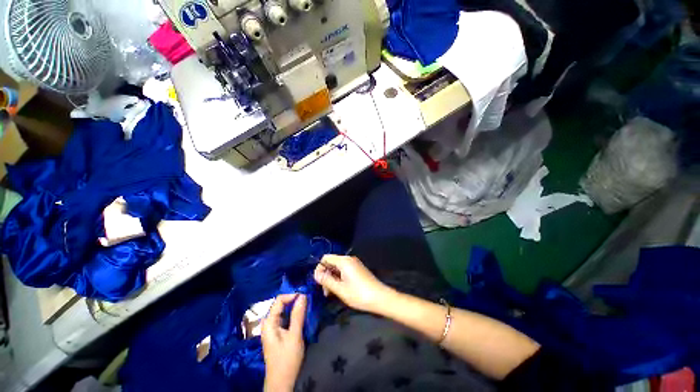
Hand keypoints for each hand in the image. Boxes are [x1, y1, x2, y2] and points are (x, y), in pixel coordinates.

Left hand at [262, 294, 306, 391]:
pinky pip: (285, 317)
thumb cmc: (287, 359)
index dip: (292, 295)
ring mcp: (272, 328)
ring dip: (295, 307)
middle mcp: (269, 323)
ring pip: (284, 311)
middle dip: (294, 300)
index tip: (306, 296)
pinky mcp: (277, 333)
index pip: (279, 300)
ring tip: (307, 305)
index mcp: (269, 322)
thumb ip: (298, 315)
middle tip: (308, 299)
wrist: (281, 382)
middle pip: (281, 304)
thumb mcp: (294, 336)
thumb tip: (303, 295)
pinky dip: (293, 314)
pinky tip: (302, 315)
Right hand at [314, 255, 393, 313]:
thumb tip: (316, 274)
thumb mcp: (340, 289)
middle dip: (325, 275)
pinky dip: (339, 278)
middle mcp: (349, 259)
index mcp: (344, 261)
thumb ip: (326, 280)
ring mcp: (354, 264)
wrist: (380, 298)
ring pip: (337, 268)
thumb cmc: (359, 294)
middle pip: (331, 262)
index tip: (318, 282)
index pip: (325, 258)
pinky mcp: (358, 269)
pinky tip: (339, 290)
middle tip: (325, 291)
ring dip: (332, 278)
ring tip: (331, 293)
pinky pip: (344, 270)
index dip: (319, 268)